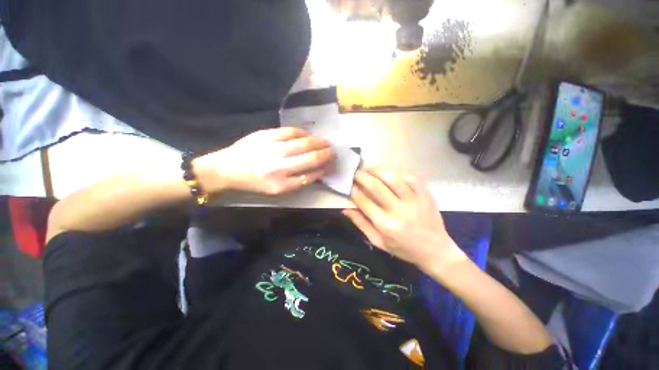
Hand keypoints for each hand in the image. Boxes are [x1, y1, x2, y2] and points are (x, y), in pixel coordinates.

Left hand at [196, 127, 334, 195]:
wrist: (227, 168)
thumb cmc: (254, 183)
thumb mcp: (277, 190)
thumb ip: (298, 182)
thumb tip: (318, 170)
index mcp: (281, 185)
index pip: (311, 176)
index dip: (323, 169)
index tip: (330, 165)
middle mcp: (279, 167)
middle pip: (311, 158)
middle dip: (326, 154)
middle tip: (333, 151)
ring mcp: (272, 149)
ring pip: (304, 143)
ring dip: (318, 142)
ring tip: (325, 142)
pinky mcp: (265, 135)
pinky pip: (290, 132)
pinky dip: (302, 133)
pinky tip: (307, 135)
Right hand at [343, 168, 465, 274]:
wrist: (436, 251)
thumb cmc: (403, 249)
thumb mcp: (378, 242)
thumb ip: (361, 224)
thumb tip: (345, 209)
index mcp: (386, 225)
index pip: (364, 202)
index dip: (354, 192)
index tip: (350, 187)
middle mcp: (399, 211)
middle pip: (376, 187)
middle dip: (362, 177)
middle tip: (356, 173)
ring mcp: (414, 201)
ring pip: (393, 179)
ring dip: (378, 171)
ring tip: (369, 169)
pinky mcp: (426, 196)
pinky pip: (410, 178)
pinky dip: (397, 173)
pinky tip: (389, 174)